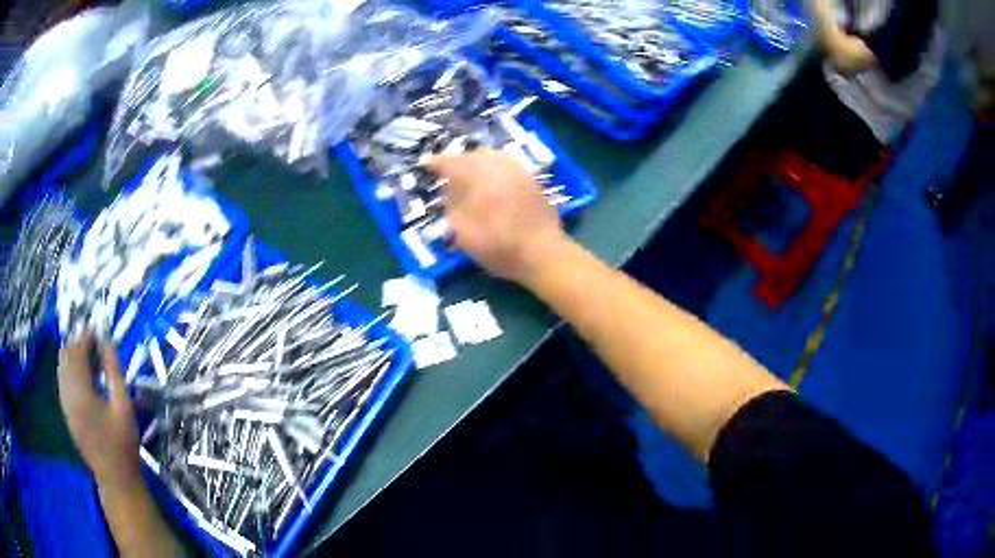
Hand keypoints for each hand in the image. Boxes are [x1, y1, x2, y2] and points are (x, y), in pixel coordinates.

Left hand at [58, 334, 140, 490]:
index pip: (77, 352)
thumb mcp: (124, 406)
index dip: (86, 337)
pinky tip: (82, 376)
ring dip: (73, 356)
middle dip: (78, 343)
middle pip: (66, 356)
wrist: (115, 478)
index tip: (98, 332)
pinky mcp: (66, 412)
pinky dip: (69, 371)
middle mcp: (68, 394)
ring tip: (89, 358)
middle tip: (95, 343)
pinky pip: (62, 381)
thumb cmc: (123, 443)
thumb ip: (114, 371)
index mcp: (81, 392)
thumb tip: (107, 341)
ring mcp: (65, 404)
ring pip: (62, 367)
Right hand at [425, 150, 568, 283]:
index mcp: (479, 178)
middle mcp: (498, 167)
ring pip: (490, 158)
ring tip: (466, 178)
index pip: (451, 162)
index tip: (424, 163)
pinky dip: (492, 170)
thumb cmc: (501, 248)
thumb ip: (453, 205)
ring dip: (475, 164)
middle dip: (456, 162)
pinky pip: (505, 165)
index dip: (435, 163)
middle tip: (445, 174)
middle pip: (472, 155)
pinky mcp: (530, 179)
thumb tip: (449, 188)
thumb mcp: (464, 233)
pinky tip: (489, 184)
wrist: (544, 254)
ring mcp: (517, 171)